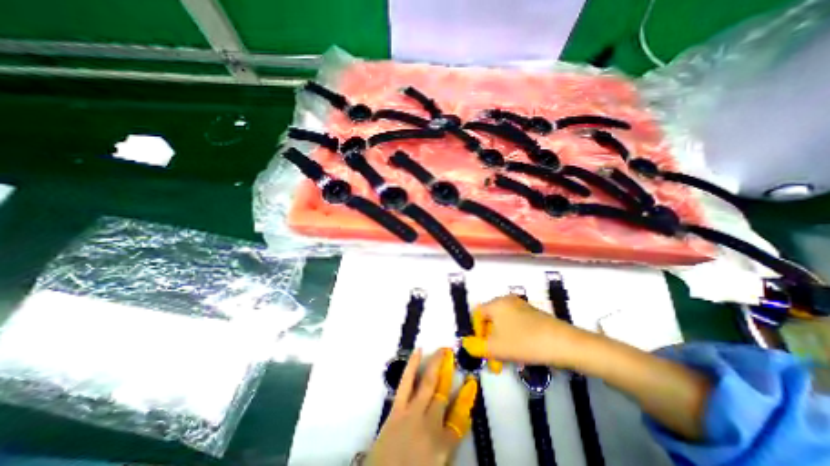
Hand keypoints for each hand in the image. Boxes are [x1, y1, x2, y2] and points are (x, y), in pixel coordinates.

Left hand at [366, 347, 476, 463]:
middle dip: (450, 374)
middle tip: (454, 356)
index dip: (466, 401)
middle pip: (444, 394)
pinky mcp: (397, 408)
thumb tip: (453, 429)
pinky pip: (406, 382)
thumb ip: (447, 448)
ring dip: (436, 365)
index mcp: (442, 445)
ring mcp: (413, 413)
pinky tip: (417, 351)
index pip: (460, 421)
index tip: (471, 384)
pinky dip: (412, 366)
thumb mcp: (436, 465)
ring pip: (428, 383)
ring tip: (442, 350)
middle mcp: (431, 423)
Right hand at [460, 294, 588, 366]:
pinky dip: (512, 337)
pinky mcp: (533, 314)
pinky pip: (515, 324)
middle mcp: (507, 300)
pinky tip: (519, 352)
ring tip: (506, 359)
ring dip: (500, 342)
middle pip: (490, 320)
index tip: (481, 349)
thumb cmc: (524, 342)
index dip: (476, 332)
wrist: (564, 343)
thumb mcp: (496, 347)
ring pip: (503, 324)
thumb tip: (466, 344)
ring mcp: (522, 306)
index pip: (477, 314)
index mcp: (496, 303)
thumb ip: (476, 346)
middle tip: (494, 359)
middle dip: (489, 340)